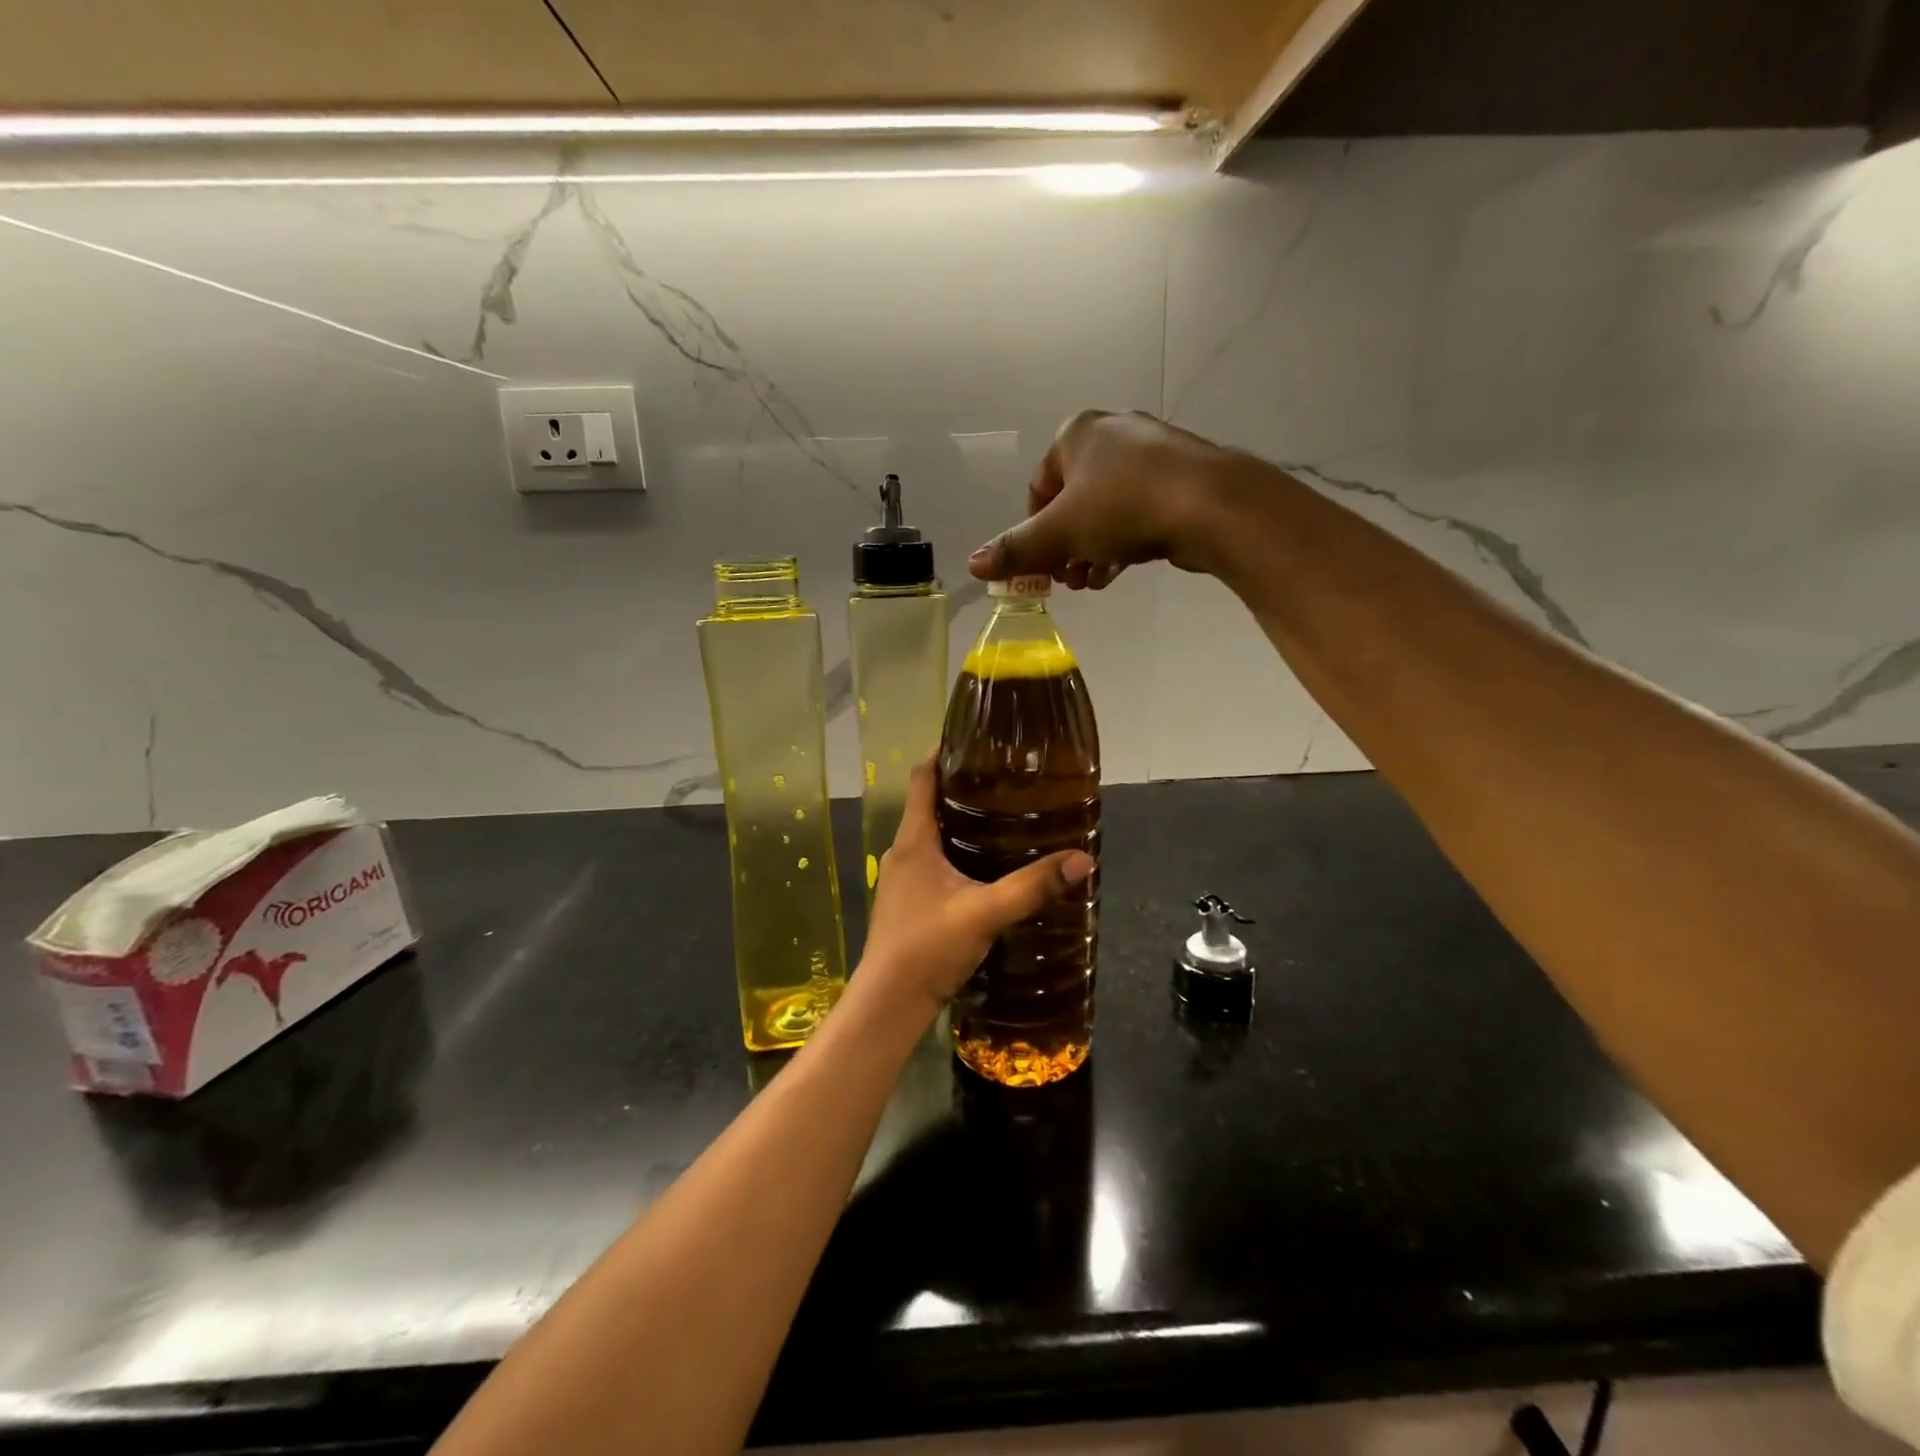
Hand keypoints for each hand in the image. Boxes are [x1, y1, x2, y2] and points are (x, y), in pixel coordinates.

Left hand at [856, 762, 1094, 1023]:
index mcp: (914, 841)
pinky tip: (984, 867)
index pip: (923, 778)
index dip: (943, 753)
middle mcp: (903, 852)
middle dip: (962, 789)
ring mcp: (901, 879)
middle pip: (929, 804)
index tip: (975, 739)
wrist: (889, 1003)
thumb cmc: (928, 947)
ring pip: (931, 836)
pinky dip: (955, 852)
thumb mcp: (985, 913)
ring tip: (1002, 818)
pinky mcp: (907, 902)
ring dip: (959, 823)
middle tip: (1006, 780)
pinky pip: (932, 862)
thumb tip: (1082, 859)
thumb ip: (1032, 887)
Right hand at [967, 410, 1241, 588]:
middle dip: (1064, 546)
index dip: (1033, 530)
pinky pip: (1139, 511)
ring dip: (1091, 549)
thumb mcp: (1059, 533)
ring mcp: (1152, 453)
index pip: (1038, 487)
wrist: (1212, 505)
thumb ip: (1015, 550)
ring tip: (1092, 582)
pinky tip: (1119, 570)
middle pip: (1073, 500)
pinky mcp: (1181, 477)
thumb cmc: (1124, 507)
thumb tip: (972, 565)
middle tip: (1068, 579)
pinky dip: (1123, 541)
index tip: (1041, 564)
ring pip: (1107, 509)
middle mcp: (1113, 433)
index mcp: (1077, 434)